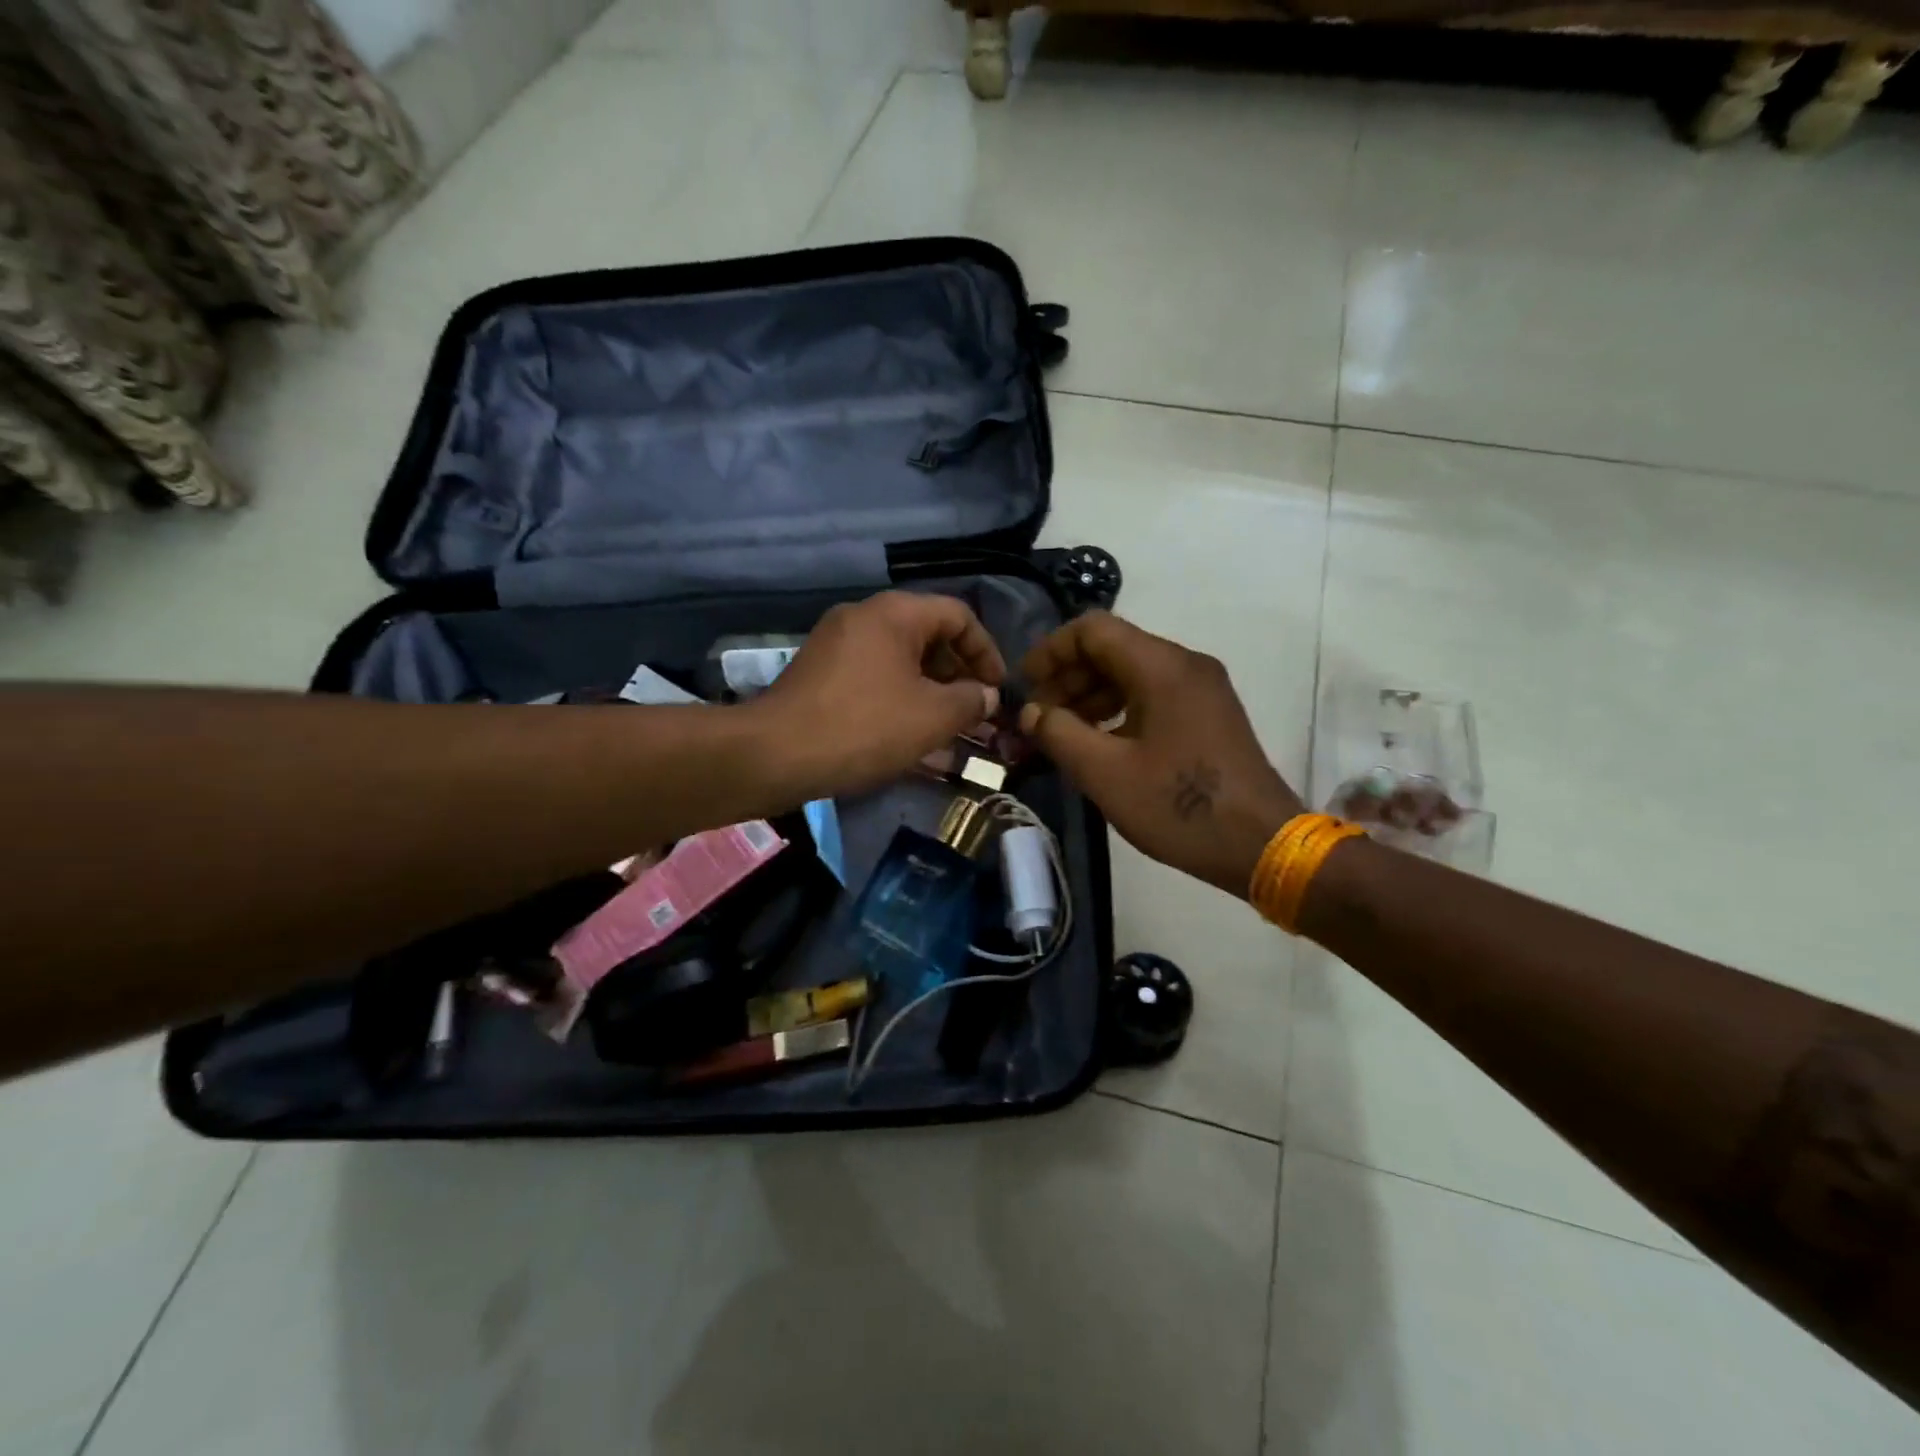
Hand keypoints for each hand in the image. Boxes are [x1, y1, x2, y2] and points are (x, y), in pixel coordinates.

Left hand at [753, 591, 1005, 799]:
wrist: (775, 754)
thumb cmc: (864, 727)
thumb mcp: (932, 716)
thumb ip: (970, 701)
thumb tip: (985, 695)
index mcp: (894, 613)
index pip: (958, 615)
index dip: (986, 651)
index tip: (996, 689)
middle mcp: (864, 617)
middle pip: (928, 637)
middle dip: (958, 676)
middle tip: (975, 712)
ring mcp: (837, 645)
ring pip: (900, 662)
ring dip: (930, 692)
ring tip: (948, 730)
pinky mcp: (820, 674)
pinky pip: (873, 678)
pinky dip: (898, 700)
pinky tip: (909, 737)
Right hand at [1019, 612, 1302, 897]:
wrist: (1262, 844)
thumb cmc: (1180, 806)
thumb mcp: (1105, 773)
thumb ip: (1058, 733)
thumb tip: (1031, 712)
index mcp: (1162, 667)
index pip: (1092, 629)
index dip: (1050, 651)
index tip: (1024, 687)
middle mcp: (1185, 664)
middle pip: (1112, 648)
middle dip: (1067, 678)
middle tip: (1038, 718)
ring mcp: (1202, 689)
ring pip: (1131, 672)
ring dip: (1090, 696)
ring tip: (1062, 734)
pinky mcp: (1208, 714)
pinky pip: (1152, 694)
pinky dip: (1118, 710)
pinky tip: (1099, 744)